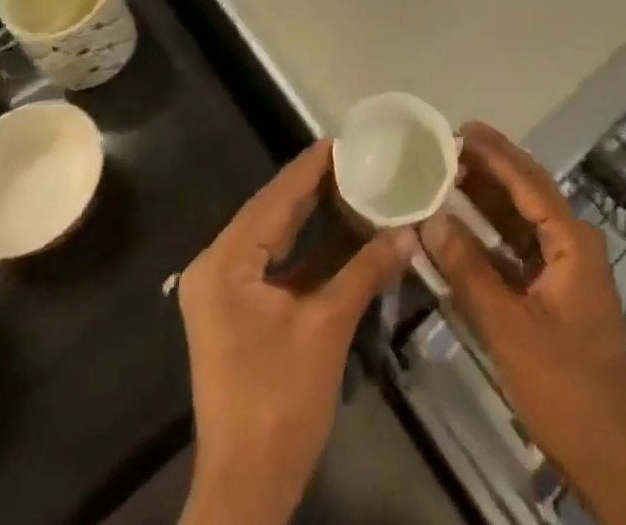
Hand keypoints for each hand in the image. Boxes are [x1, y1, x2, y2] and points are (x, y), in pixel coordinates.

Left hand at [178, 141, 414, 524]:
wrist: (247, 487)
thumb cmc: (280, 402)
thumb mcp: (327, 328)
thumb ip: (366, 271)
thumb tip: (409, 232)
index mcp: (226, 261)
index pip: (276, 197)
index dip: (313, 166)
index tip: (349, 138)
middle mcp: (217, 265)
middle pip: (272, 211)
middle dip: (315, 185)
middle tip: (360, 157)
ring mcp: (224, 288)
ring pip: (274, 234)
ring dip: (313, 213)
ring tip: (355, 182)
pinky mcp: (237, 308)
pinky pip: (274, 261)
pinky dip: (306, 246)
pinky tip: (341, 229)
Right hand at [420, 123, 625, 524]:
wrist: (611, 458)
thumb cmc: (565, 387)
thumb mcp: (509, 327)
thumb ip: (468, 270)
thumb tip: (430, 219)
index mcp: (572, 243)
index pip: (528, 183)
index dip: (494, 153)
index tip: (462, 128)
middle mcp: (573, 245)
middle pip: (527, 193)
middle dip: (490, 168)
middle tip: (449, 144)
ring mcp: (566, 271)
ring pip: (522, 220)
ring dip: (489, 199)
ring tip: (449, 173)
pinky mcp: (555, 294)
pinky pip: (519, 250)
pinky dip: (491, 236)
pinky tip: (461, 228)